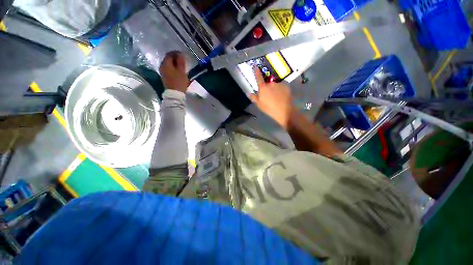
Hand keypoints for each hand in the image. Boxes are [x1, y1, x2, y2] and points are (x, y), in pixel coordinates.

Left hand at [159, 51, 189, 92]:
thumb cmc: (179, 82)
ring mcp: (162, 72)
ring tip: (181, 66)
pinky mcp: (164, 77)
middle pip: (168, 59)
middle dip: (175, 58)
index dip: (176, 53)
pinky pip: (168, 69)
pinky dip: (173, 68)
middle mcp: (162, 66)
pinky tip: (178, 71)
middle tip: (182, 60)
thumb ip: (181, 62)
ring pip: (168, 64)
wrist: (174, 94)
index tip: (182, 54)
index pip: (169, 54)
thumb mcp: (182, 71)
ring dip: (174, 64)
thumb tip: (180, 54)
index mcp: (165, 64)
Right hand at [249, 67, 293, 128]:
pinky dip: (280, 89)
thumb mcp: (259, 104)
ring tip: (276, 96)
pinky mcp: (286, 86)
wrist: (284, 110)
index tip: (255, 67)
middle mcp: (271, 83)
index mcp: (263, 87)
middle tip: (269, 94)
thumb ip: (253, 98)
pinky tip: (281, 96)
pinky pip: (281, 86)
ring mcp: (279, 84)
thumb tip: (248, 93)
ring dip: (274, 88)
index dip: (256, 71)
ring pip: (275, 84)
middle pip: (267, 82)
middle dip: (267, 86)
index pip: (258, 77)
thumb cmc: (269, 108)